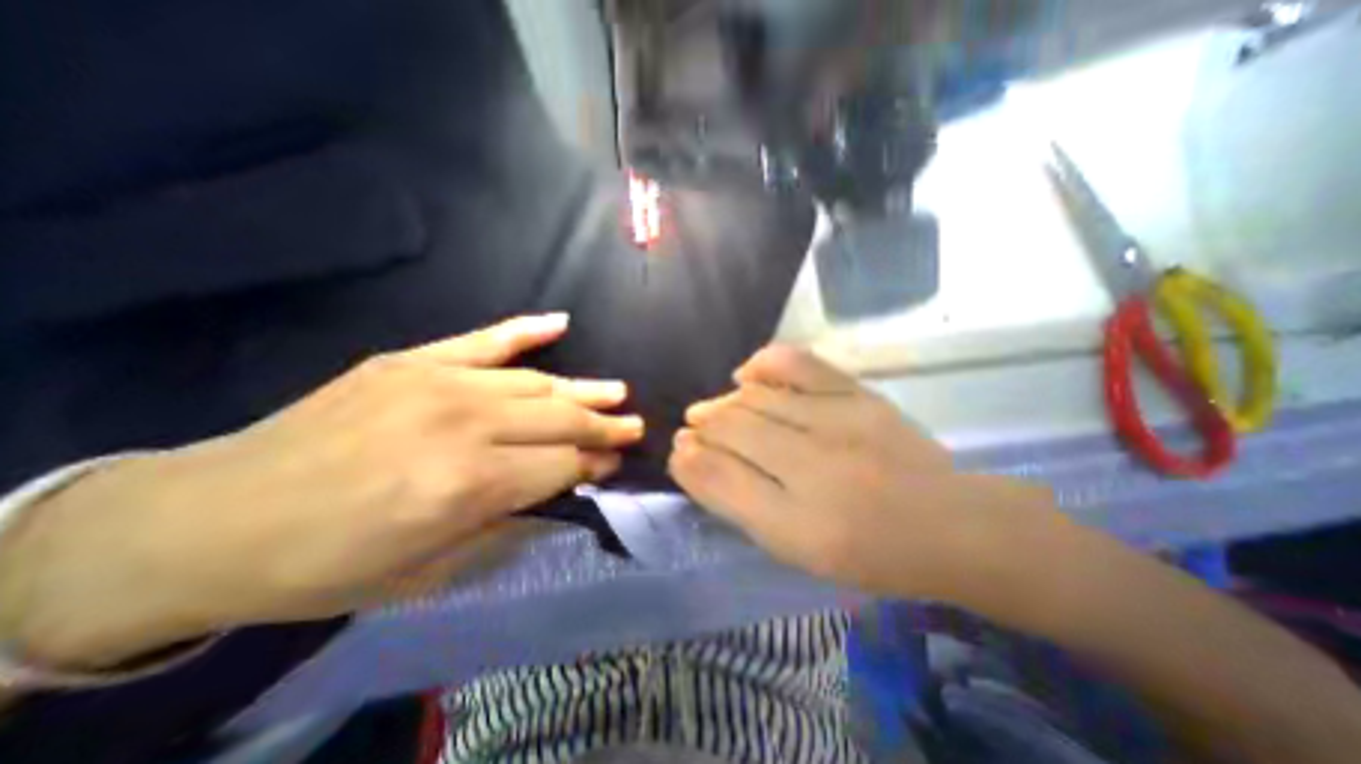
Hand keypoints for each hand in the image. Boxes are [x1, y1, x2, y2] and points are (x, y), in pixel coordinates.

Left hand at [0, 310, 643, 666]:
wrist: (206, 522)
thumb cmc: (326, 565)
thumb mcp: (429, 569)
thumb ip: (507, 518)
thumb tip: (560, 485)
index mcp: (468, 485)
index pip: (561, 465)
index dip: (594, 463)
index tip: (616, 461)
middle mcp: (464, 425)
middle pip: (559, 418)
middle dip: (604, 424)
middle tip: (634, 423)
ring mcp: (438, 383)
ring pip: (535, 382)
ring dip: (583, 388)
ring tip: (616, 391)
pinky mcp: (412, 361)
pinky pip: (485, 339)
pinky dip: (526, 330)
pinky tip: (561, 322)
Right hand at [670, 347, 1050, 601]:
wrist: (949, 524)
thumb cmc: (866, 551)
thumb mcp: (793, 547)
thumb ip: (738, 503)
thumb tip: (692, 460)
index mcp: (797, 524)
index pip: (718, 477)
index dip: (688, 459)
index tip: (679, 451)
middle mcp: (814, 466)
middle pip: (731, 429)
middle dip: (700, 427)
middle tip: (692, 430)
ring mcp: (838, 420)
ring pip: (754, 398)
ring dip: (723, 403)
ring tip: (714, 412)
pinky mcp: (858, 393)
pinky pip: (796, 362)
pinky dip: (761, 364)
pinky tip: (748, 377)